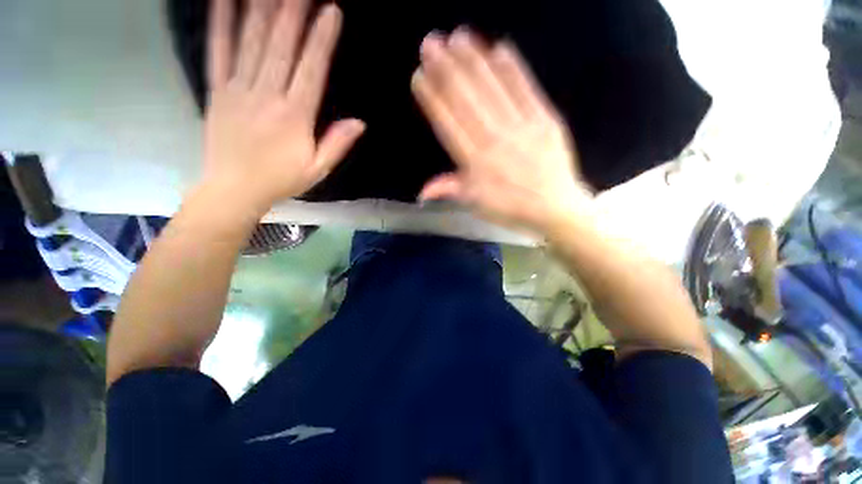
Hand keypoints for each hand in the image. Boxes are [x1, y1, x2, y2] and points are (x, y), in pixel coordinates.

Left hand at [202, 0, 363, 214]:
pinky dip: (221, 21)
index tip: (331, 10)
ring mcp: (238, 89)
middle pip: (281, 45)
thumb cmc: (281, 180)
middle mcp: (267, 95)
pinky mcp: (217, 89)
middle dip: (293, 10)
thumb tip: (360, 123)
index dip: (321, 39)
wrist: (233, 189)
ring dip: (263, 8)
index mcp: (295, 117)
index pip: (311, 70)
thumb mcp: (317, 170)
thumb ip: (337, 144)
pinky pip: (218, 50)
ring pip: (252, 40)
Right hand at [411, 29, 591, 232]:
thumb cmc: (510, 208)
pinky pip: (527, 91)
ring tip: (458, 37)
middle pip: (467, 101)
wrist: (554, 209)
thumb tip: (421, 192)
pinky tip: (500, 48)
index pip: (448, 125)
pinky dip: (513, 70)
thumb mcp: (475, 204)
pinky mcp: (545, 120)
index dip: (433, 99)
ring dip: (474, 62)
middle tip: (430, 43)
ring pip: (493, 90)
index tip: (419, 75)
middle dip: (446, 70)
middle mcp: (494, 141)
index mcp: (475, 163)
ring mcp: (521, 128)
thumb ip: (449, 190)